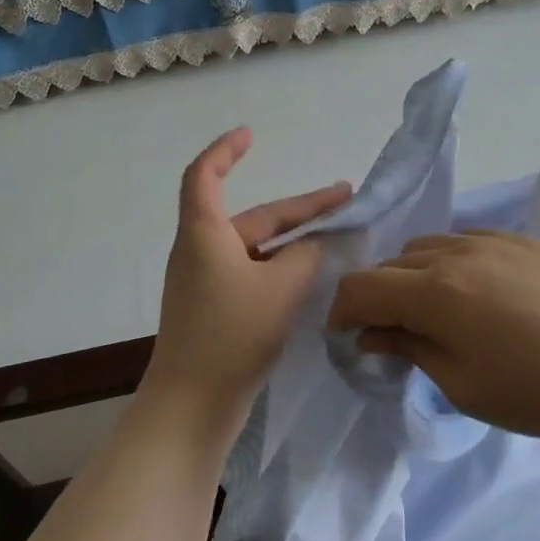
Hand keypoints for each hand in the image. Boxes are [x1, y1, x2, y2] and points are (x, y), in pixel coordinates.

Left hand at [145, 128, 350, 428]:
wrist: (193, 404)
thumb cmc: (232, 334)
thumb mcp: (281, 288)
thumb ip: (306, 257)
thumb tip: (314, 246)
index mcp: (205, 234)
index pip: (205, 175)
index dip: (226, 151)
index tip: (251, 136)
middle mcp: (200, 252)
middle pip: (252, 217)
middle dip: (299, 209)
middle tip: (346, 200)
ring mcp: (206, 284)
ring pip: (256, 248)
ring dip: (294, 241)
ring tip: (338, 238)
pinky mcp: (215, 311)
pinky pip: (252, 274)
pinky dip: (281, 268)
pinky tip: (311, 277)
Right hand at [327, 230, 539, 445]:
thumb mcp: (465, 386)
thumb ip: (411, 349)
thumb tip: (373, 334)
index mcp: (436, 291)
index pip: (361, 286)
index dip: (342, 312)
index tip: (348, 338)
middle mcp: (458, 252)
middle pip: (393, 263)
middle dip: (380, 297)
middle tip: (394, 336)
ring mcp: (497, 239)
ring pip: (430, 247)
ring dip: (417, 277)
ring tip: (440, 314)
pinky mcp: (530, 240)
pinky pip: (470, 242)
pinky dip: (455, 265)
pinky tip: (483, 297)